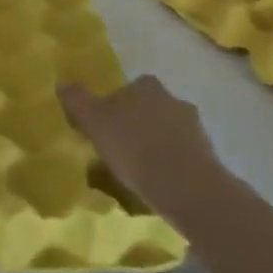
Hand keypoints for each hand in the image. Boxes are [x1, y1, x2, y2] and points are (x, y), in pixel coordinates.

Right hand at [60, 76, 228, 226]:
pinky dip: (170, 166)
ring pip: (166, 132)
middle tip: (118, 149)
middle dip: (136, 125)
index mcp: (146, 86)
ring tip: (137, 172)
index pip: (127, 89)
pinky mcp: (209, 156)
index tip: (104, 127)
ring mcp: (195, 128)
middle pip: (148, 109)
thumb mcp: (94, 122)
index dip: (113, 106)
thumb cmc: (135, 148)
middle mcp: (173, 100)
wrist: (188, 188)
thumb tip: (63, 83)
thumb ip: (77, 100)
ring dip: (154, 146)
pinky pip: (181, 156)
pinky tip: (157, 184)